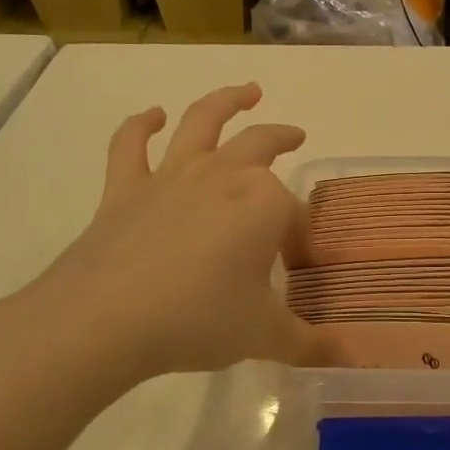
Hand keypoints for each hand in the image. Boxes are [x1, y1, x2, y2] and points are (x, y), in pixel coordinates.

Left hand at [0, 84, 344, 416]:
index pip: (295, 214)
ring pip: (203, 121)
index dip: (299, 237)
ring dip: (227, 100)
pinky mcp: (125, 187)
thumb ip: (307, 343)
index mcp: (264, 203)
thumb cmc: (197, 319)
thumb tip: (345, 358)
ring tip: (246, 90)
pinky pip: (131, 145)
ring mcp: (171, 175)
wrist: (104, 319)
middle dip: (282, 138)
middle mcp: (223, 176)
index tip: (296, 265)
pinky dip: (140, 125)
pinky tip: (152, 116)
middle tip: (296, 135)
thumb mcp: (263, 336)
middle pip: (262, 144)